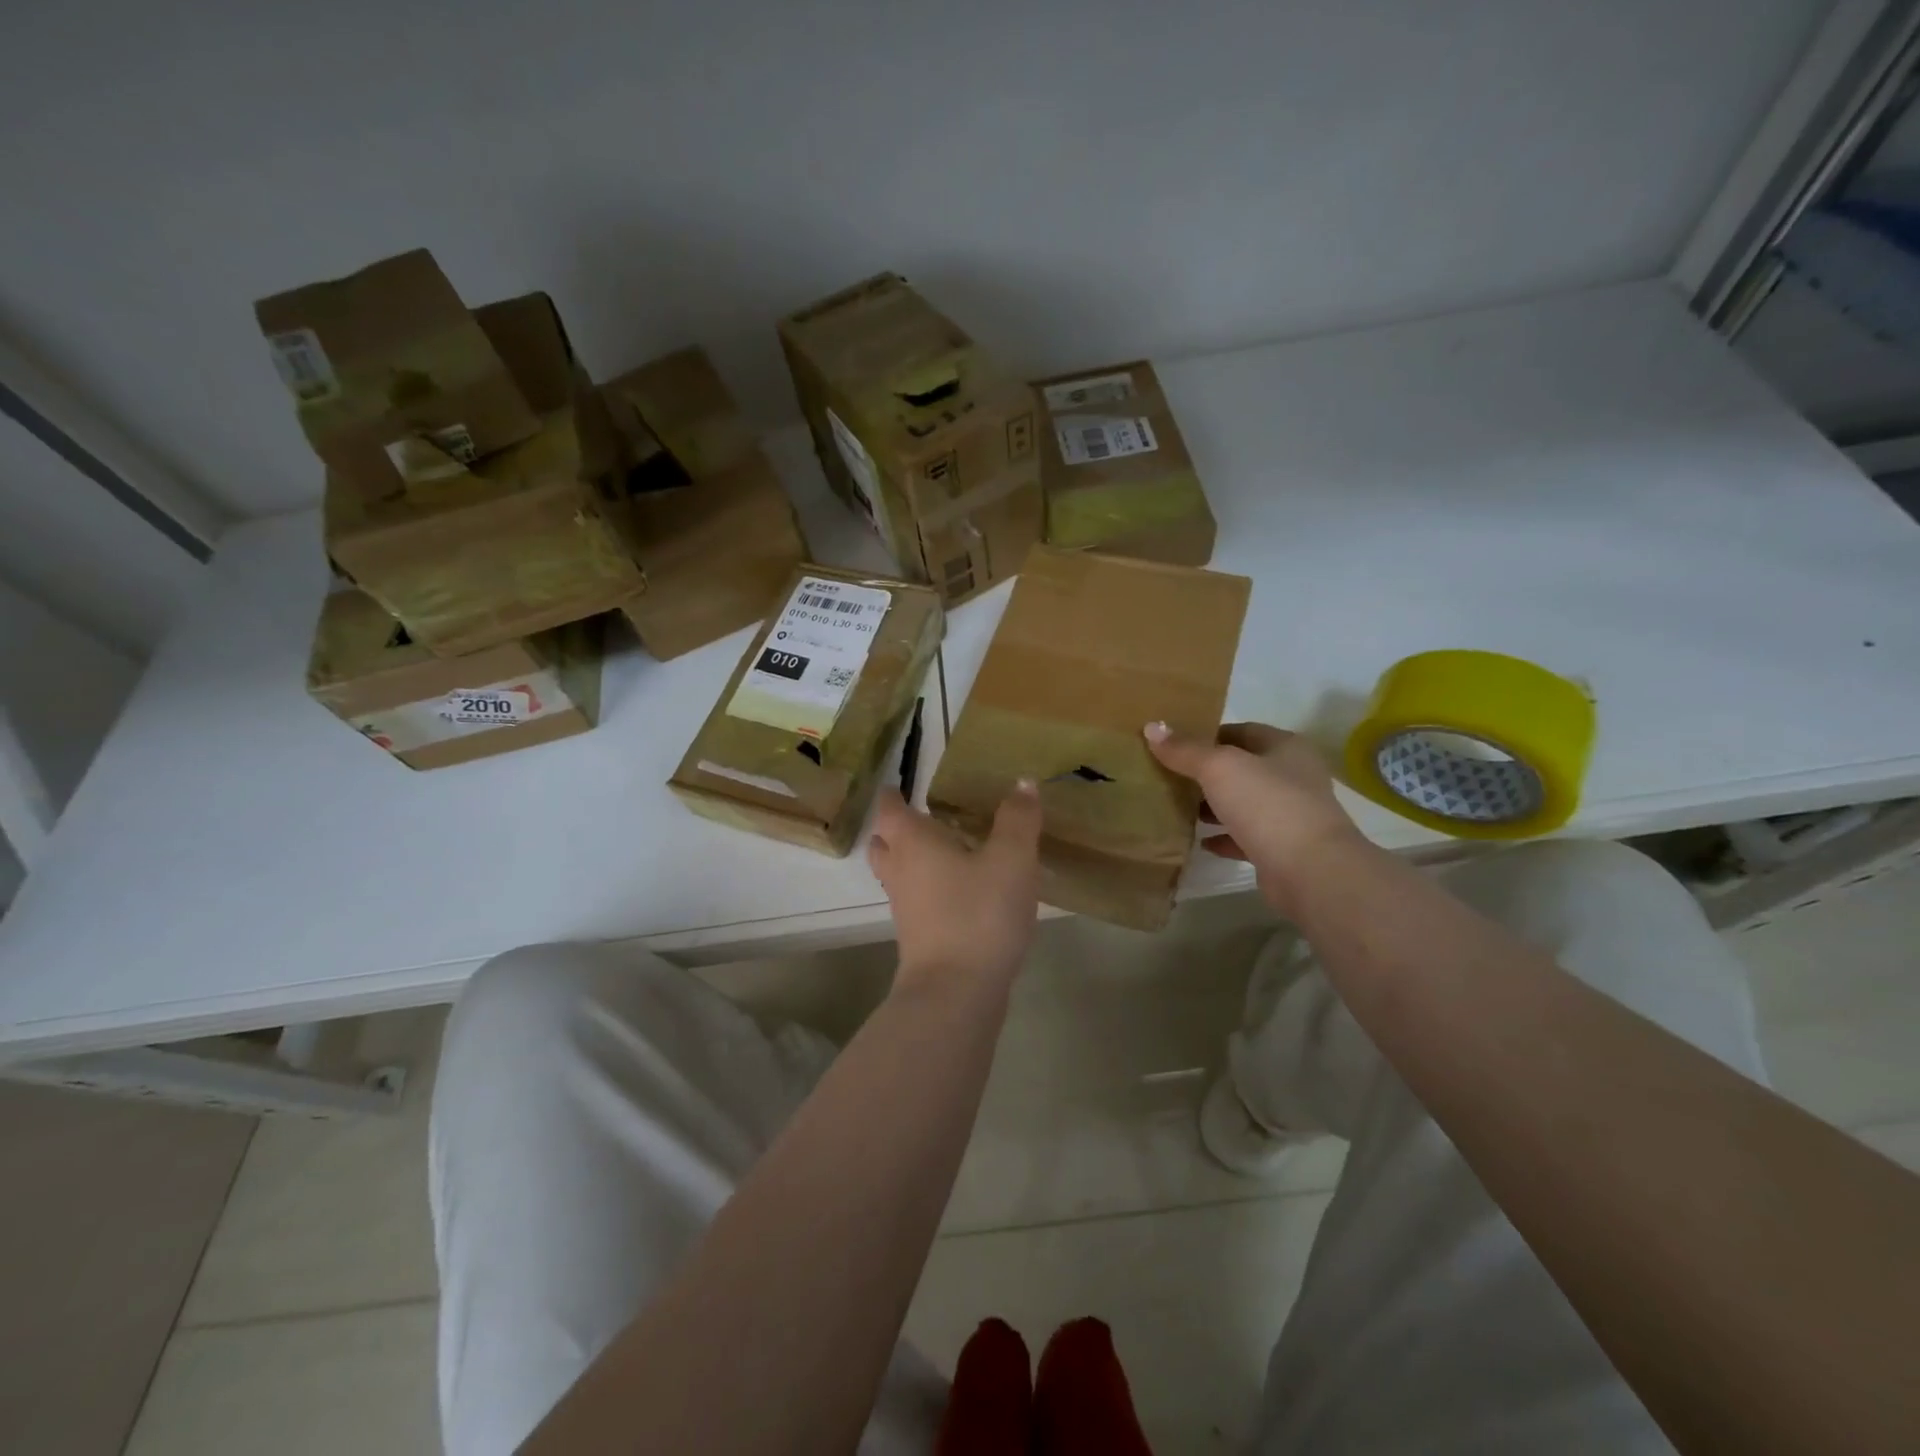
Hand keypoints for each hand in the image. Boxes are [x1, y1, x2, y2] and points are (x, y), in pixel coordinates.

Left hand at [867, 782, 1042, 996]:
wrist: (956, 993)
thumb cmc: (979, 913)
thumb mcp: (1011, 859)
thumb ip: (1017, 819)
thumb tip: (1022, 783)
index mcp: (913, 843)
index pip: (889, 809)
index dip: (892, 795)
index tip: (899, 786)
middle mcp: (900, 872)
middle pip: (884, 843)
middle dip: (896, 830)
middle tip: (920, 817)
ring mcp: (906, 909)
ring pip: (898, 875)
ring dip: (912, 861)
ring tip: (945, 852)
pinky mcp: (919, 939)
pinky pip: (917, 902)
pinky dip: (929, 890)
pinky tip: (961, 893)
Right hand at [1144, 721, 1360, 912]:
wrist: (1311, 871)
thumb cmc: (1267, 805)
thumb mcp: (1219, 768)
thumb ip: (1185, 750)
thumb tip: (1152, 727)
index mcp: (1286, 747)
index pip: (1242, 731)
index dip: (1208, 735)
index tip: (1174, 744)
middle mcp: (1293, 777)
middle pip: (1243, 768)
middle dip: (1207, 773)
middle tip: (1169, 776)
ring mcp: (1290, 815)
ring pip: (1244, 803)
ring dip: (1214, 806)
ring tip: (1178, 807)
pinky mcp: (1283, 849)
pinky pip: (1246, 838)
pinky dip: (1224, 838)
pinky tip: (1200, 842)